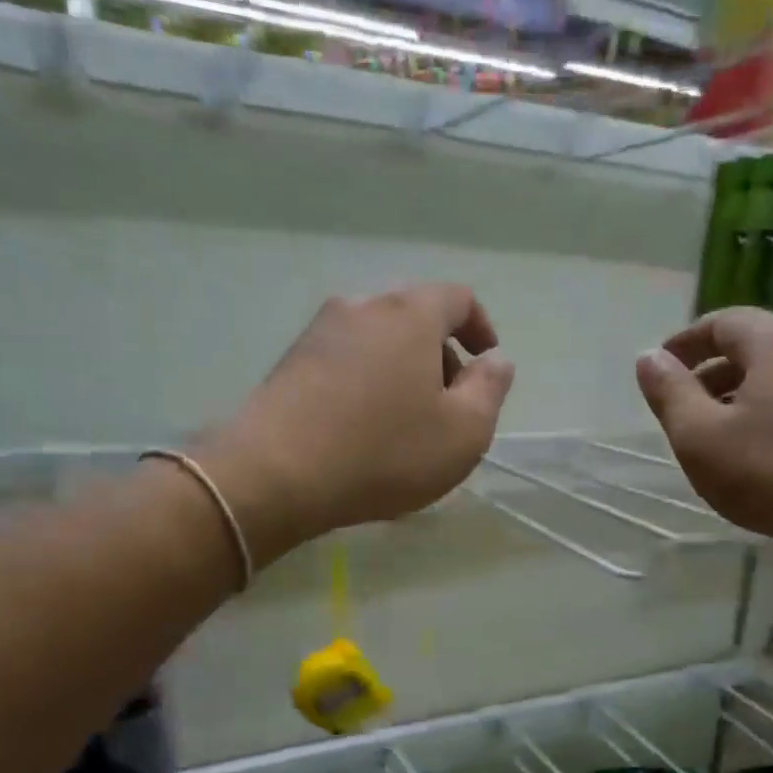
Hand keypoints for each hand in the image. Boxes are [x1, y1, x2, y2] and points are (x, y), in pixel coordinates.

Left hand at [203, 285, 515, 561]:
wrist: (275, 474)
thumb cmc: (384, 452)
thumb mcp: (463, 433)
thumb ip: (490, 390)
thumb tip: (496, 360)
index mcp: (410, 313)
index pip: (458, 298)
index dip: (480, 328)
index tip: (486, 363)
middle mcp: (362, 306)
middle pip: (415, 317)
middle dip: (441, 355)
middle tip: (449, 405)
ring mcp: (319, 331)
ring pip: (378, 340)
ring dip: (403, 371)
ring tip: (406, 422)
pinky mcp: (290, 361)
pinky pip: (346, 361)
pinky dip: (368, 382)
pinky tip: (364, 428)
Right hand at [634, 308, 772, 563]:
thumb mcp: (701, 437)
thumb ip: (670, 394)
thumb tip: (648, 357)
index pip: (721, 322)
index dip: (684, 342)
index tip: (659, 368)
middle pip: (753, 348)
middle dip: (711, 372)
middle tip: (682, 408)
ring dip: (740, 399)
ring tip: (716, 438)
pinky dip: (769, 418)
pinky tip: (759, 459)